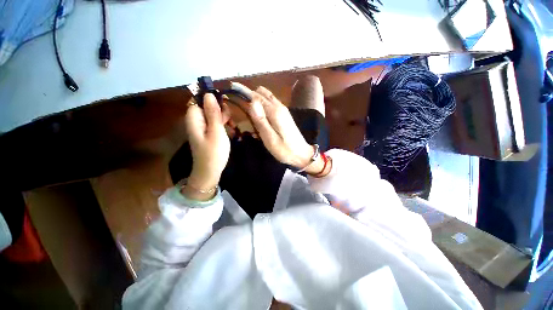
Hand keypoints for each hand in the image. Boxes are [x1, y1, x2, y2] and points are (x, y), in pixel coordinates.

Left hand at [184, 94, 230, 199]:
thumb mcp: (216, 131)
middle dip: (220, 110)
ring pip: (212, 115)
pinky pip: (214, 123)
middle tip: (229, 121)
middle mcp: (196, 121)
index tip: (225, 105)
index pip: (199, 100)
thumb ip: (213, 113)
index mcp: (194, 118)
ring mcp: (201, 128)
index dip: (212, 99)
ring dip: (223, 118)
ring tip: (232, 127)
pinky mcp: (207, 134)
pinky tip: (231, 130)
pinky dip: (223, 125)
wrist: (210, 172)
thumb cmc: (214, 152)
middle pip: (206, 106)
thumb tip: (209, 94)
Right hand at [232, 82, 316, 169]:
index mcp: (274, 111)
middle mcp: (279, 106)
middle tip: (240, 109)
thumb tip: (251, 101)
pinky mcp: (284, 114)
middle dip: (249, 96)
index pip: (255, 96)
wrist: (302, 154)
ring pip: (266, 97)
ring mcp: (283, 109)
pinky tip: (259, 117)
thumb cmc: (284, 150)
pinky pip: (270, 103)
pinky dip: (262, 105)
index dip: (242, 93)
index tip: (231, 93)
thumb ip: (260, 120)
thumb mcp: (269, 138)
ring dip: (255, 101)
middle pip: (261, 93)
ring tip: (248, 113)